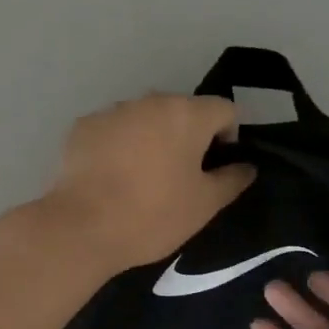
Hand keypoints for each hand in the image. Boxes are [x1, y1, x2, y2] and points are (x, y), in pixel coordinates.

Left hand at [43, 94, 255, 272]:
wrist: (82, 227)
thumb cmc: (153, 216)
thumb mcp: (205, 205)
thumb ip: (232, 179)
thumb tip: (246, 166)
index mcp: (186, 114)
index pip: (224, 109)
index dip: (228, 136)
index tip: (216, 167)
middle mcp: (149, 101)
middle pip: (182, 110)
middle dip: (187, 136)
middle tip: (181, 176)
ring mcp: (112, 111)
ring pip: (144, 119)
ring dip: (151, 138)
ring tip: (142, 178)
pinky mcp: (82, 127)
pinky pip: (113, 130)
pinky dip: (119, 145)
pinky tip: (112, 178)